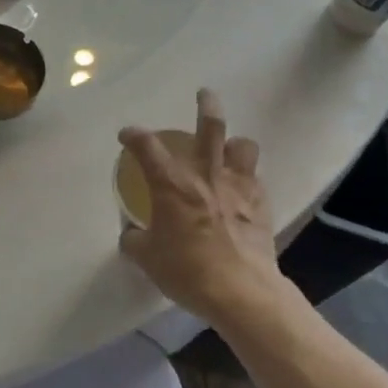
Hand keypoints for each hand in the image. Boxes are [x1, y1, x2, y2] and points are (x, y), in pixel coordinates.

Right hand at [118, 88, 303, 347]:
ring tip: (229, 148)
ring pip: (243, 147)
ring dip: (235, 143)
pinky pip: (255, 179)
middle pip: (210, 127)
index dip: (133, 135)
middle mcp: (205, 176)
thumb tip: (132, 233)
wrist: (241, 293)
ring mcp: (238, 188)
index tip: (127, 135)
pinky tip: (240, 189)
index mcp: (171, 185)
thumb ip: (135, 239)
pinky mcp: (260, 206)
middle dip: (206, 106)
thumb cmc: (187, 271)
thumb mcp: (146, 258)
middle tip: (204, 94)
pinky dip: (246, 178)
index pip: (147, 146)